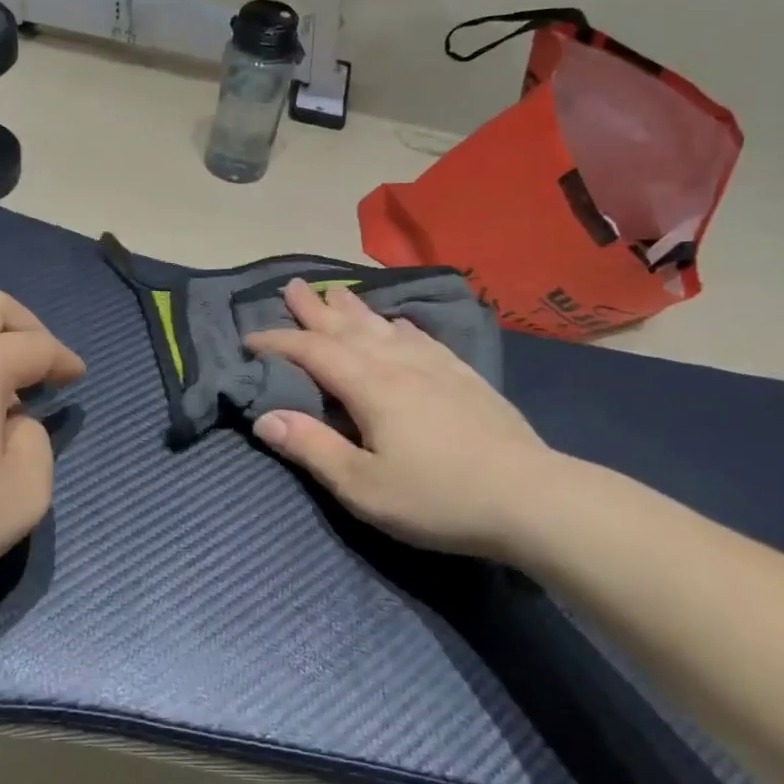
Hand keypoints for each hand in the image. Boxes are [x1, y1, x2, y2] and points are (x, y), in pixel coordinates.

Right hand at [245, 280, 562, 559]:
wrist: (533, 499)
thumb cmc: (438, 498)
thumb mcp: (363, 486)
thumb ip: (312, 448)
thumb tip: (264, 417)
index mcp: (370, 386)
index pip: (313, 352)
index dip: (279, 342)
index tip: (250, 339)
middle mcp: (399, 364)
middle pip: (348, 327)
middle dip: (315, 308)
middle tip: (293, 285)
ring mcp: (436, 367)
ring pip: (385, 327)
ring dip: (355, 309)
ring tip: (337, 292)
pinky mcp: (465, 377)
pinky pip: (422, 339)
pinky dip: (400, 327)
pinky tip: (400, 324)